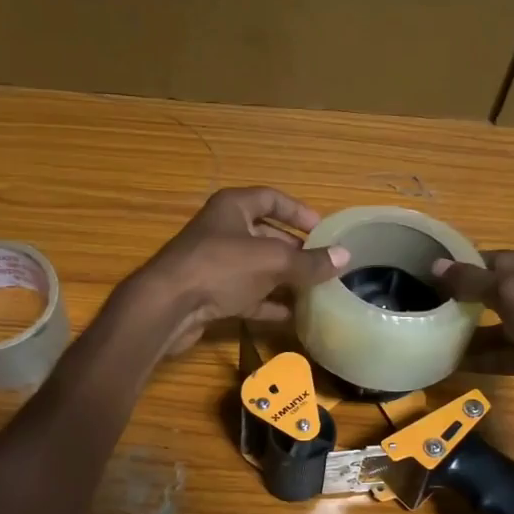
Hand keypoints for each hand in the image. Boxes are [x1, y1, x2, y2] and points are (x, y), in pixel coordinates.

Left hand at [133, 187, 349, 356]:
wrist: (167, 307)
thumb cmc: (220, 268)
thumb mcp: (272, 261)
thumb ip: (309, 262)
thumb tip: (345, 256)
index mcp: (233, 208)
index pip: (271, 198)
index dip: (298, 211)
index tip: (322, 228)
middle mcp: (222, 230)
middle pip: (265, 234)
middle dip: (294, 250)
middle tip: (322, 264)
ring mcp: (214, 263)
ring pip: (256, 266)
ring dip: (283, 278)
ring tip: (314, 290)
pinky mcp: (209, 293)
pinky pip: (246, 294)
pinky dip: (267, 302)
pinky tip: (291, 315)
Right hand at [433, 250, 513, 442]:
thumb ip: (474, 282)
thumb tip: (436, 266)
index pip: (503, 260)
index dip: (468, 267)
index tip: (431, 277)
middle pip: (503, 292)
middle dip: (468, 301)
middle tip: (429, 306)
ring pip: (505, 325)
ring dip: (473, 333)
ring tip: (435, 335)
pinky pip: (511, 352)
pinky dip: (486, 357)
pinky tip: (454, 363)